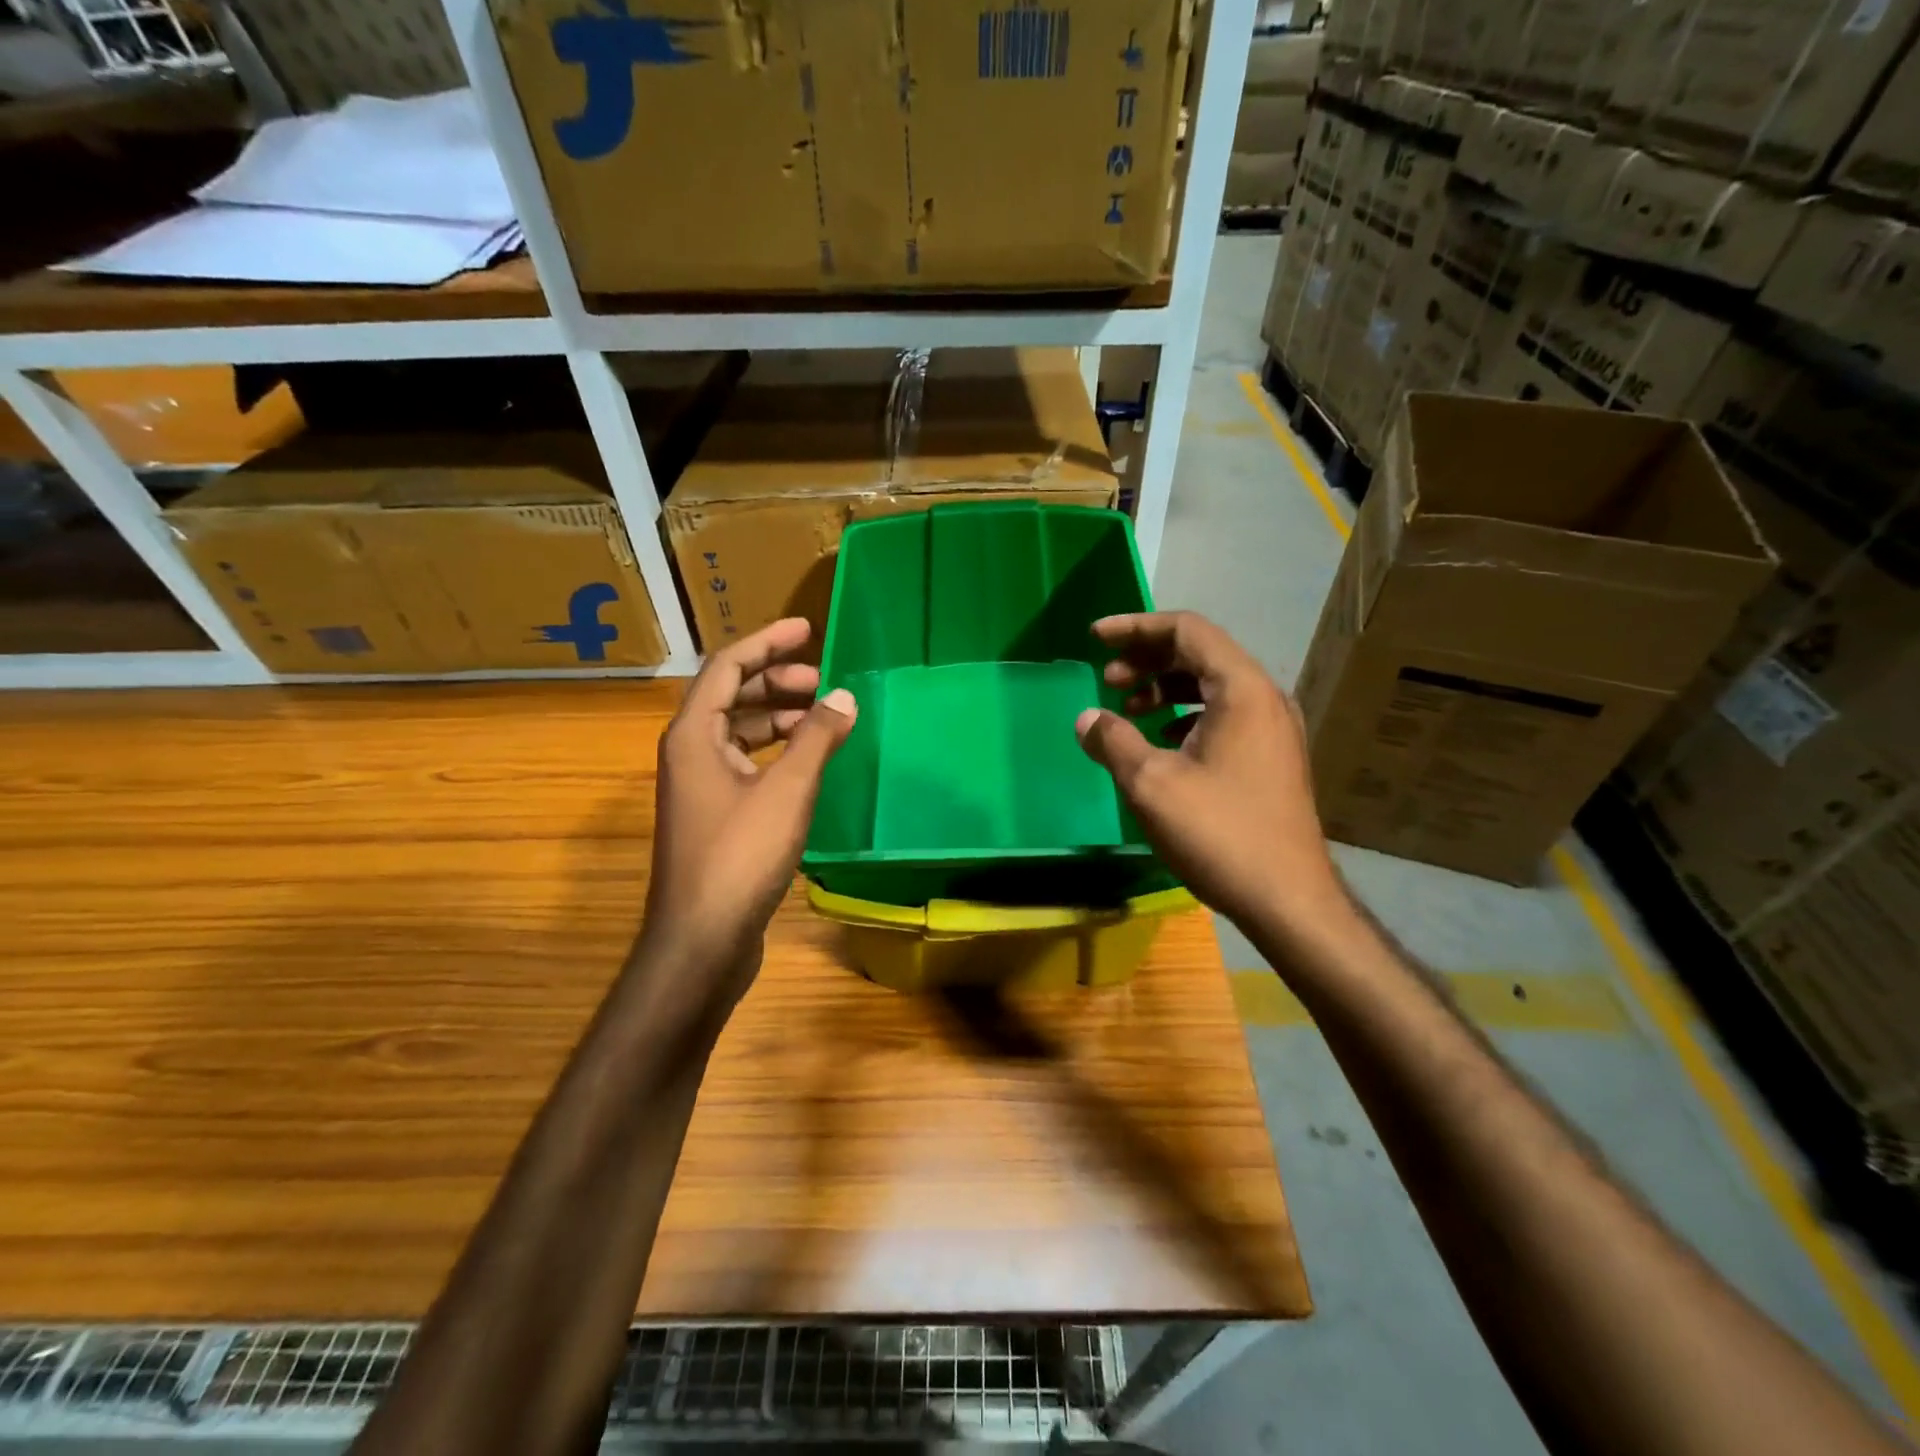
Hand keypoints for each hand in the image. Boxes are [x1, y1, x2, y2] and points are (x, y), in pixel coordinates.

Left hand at [643, 618, 856, 1000]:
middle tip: (823, 679)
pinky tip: (807, 762)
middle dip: (776, 680)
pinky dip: (775, 752)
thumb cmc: (740, 856)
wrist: (701, 941)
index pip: (728, 666)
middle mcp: (689, 753)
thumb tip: (843, 696)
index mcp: (694, 735)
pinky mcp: (715, 816)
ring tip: (822, 717)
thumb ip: (816, 738)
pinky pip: (745, 764)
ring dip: (778, 717)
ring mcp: (699, 787)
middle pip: (731, 696)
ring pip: (739, 732)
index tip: (808, 629)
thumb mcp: (787, 790)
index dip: (768, 642)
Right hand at [1074, 611, 1340, 929]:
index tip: (1096, 637)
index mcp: (1242, 689)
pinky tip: (1162, 740)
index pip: (1187, 630)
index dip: (1136, 626)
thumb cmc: (1219, 833)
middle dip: (1149, 658)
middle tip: (1108, 676)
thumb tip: (1086, 718)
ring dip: (1165, 687)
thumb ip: (1113, 740)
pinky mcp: (1272, 758)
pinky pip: (1224, 715)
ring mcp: (1274, 729)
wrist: (1288, 900)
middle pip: (1202, 653)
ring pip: (1213, 686)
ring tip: (1128, 707)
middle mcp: (1265, 698)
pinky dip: (1186, 714)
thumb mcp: (1151, 784)